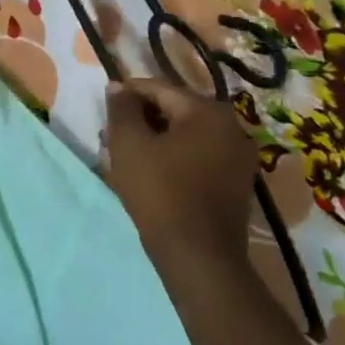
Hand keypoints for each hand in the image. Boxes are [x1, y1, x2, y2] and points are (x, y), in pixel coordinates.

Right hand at [103, 78, 263, 265]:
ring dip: (156, 139)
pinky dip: (175, 157)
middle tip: (113, 135)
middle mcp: (231, 127)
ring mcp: (238, 157)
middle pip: (175, 110)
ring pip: (186, 135)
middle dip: (142, 119)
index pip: (159, 89)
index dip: (128, 95)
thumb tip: (118, 86)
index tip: (105, 108)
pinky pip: (199, 156)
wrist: (199, 258)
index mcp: (208, 111)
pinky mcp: (237, 183)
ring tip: (127, 155)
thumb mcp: (129, 144)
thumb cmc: (161, 193)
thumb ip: (122, 108)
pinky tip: (152, 173)